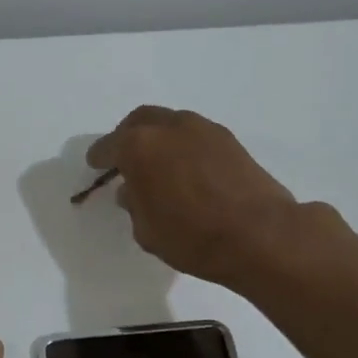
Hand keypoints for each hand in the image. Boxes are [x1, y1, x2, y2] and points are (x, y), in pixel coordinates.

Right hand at [85, 106, 307, 286]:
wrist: (261, 235)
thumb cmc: (192, 237)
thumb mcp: (146, 230)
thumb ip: (134, 205)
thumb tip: (134, 191)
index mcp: (138, 146)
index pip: (109, 146)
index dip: (99, 157)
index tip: (95, 166)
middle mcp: (169, 128)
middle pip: (140, 121)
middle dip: (128, 136)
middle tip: (125, 157)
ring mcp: (203, 130)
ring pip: (171, 124)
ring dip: (159, 138)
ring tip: (159, 165)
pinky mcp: (230, 141)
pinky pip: (195, 136)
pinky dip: (184, 147)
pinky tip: (186, 170)